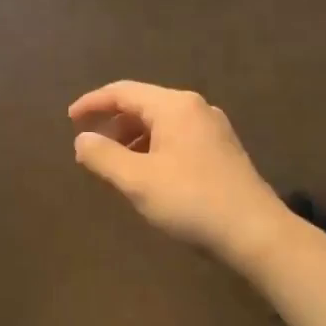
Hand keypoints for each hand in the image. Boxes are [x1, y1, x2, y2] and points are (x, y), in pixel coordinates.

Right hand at [69, 81, 290, 264]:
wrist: (256, 234)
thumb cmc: (191, 201)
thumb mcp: (137, 180)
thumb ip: (103, 156)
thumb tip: (81, 139)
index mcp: (174, 106)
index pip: (123, 92)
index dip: (92, 103)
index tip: (69, 119)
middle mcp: (195, 108)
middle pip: (143, 104)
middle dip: (112, 122)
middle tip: (89, 145)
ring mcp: (212, 129)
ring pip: (160, 122)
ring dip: (132, 137)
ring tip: (114, 163)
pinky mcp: (222, 150)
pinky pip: (176, 137)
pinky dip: (152, 147)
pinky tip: (146, 173)